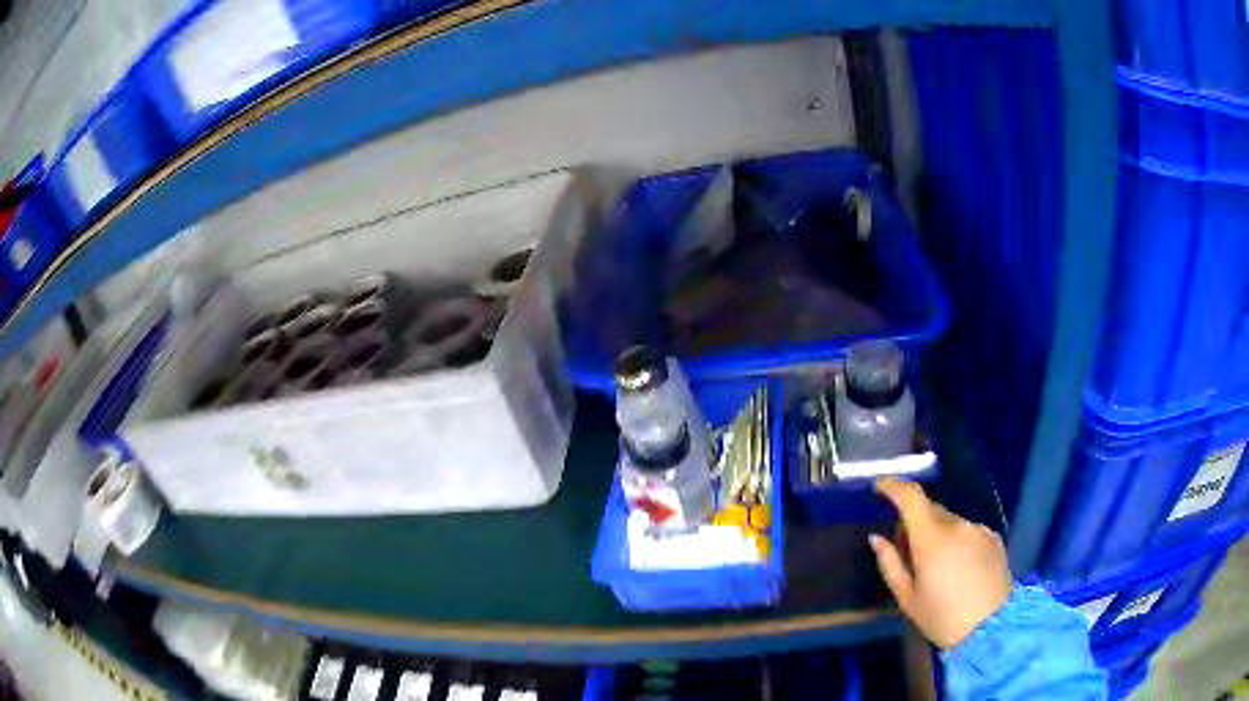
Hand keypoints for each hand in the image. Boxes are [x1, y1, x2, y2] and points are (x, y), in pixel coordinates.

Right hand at [868, 479, 1012, 648]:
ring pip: (950, 522)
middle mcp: (957, 525)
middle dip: (915, 522)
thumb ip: (890, 564)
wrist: (991, 628)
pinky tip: (960, 569)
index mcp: (931, 539)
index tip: (880, 486)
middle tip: (907, 549)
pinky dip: (958, 541)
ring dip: (938, 534)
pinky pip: (968, 531)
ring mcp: (978, 529)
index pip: (911, 497)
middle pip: (931, 510)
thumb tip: (877, 539)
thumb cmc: (941, 618)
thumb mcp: (907, 598)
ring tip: (937, 567)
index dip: (894, 486)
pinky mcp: (994, 537)